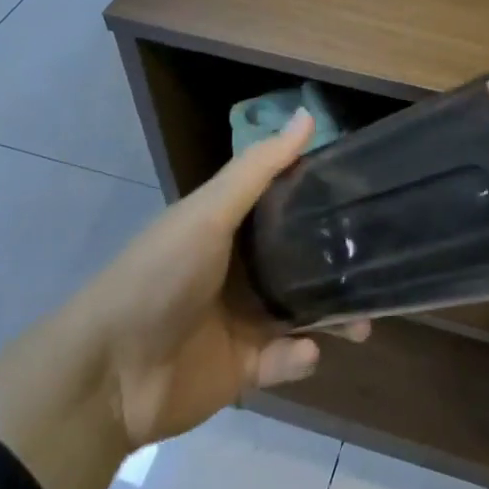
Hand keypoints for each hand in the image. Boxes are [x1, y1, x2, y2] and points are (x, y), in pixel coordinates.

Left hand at [80, 109, 368, 450]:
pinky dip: (299, 357)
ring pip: (303, 312)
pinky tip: (304, 352)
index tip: (367, 194)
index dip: (323, 199)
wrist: (110, 373)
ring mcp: (242, 320)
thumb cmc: (160, 275)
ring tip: (364, 323)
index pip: (286, 205)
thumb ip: (258, 169)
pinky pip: (284, 360)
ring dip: (334, 316)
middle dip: (339, 267)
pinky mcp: (244, 367)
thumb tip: (307, 115)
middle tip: (378, 267)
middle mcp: (240, 270)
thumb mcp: (209, 213)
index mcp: (230, 228)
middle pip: (301, 262)